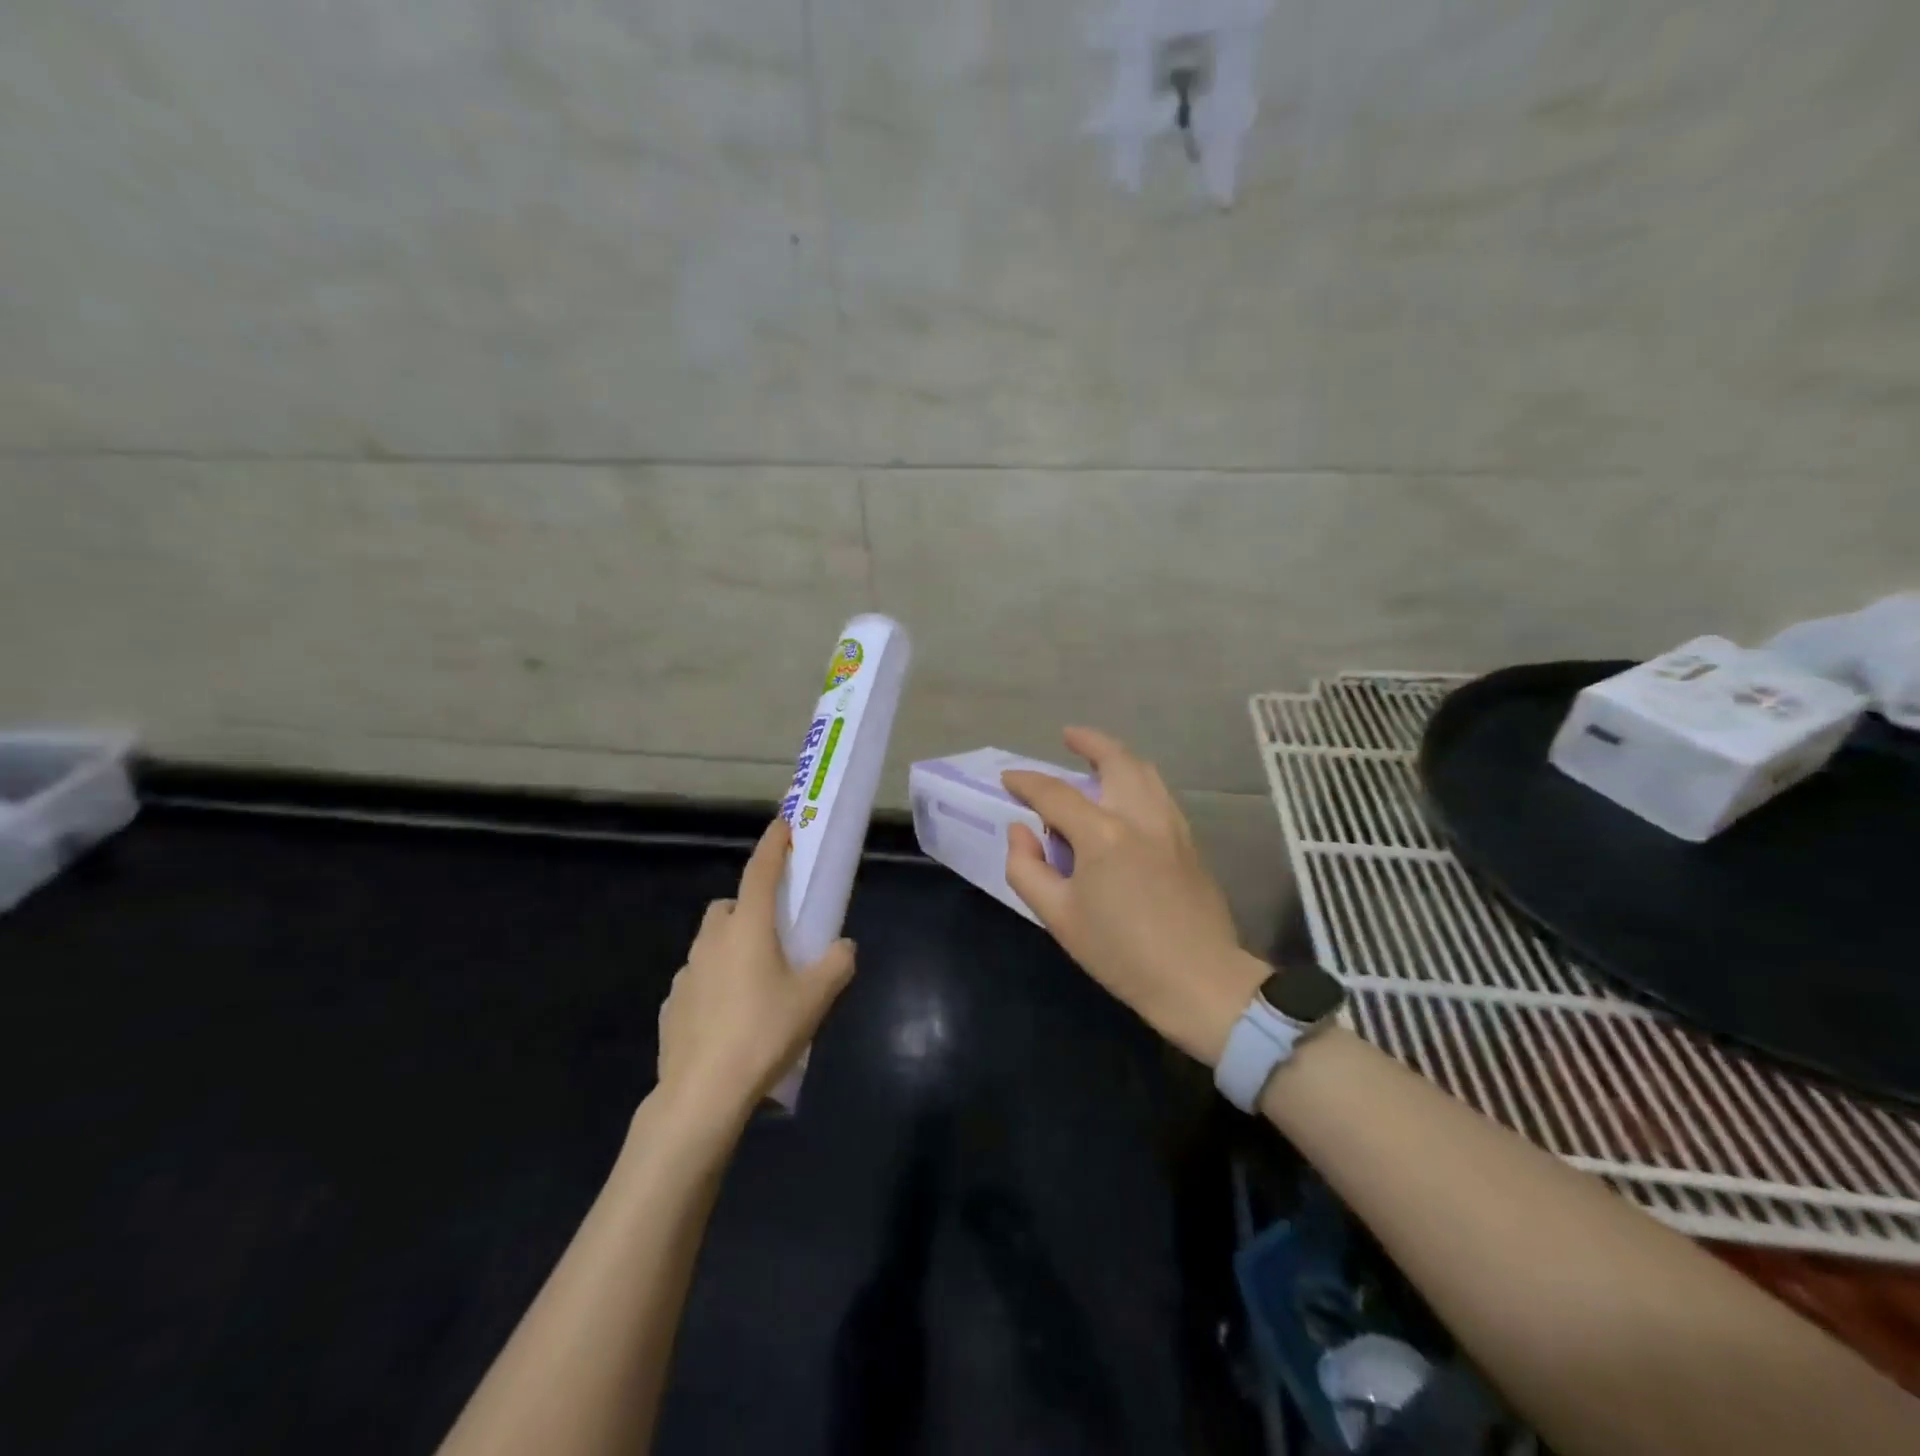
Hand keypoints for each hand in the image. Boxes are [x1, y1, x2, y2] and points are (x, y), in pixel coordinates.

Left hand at [655, 819, 856, 1125]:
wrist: (702, 1093)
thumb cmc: (764, 1033)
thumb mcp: (815, 998)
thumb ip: (837, 964)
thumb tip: (844, 947)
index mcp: (748, 928)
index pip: (760, 871)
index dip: (773, 845)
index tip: (782, 825)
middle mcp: (712, 940)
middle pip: (730, 906)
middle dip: (749, 909)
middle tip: (775, 936)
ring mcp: (686, 973)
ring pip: (711, 944)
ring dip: (731, 948)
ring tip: (755, 985)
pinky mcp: (672, 1005)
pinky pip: (698, 980)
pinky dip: (714, 984)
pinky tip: (730, 1019)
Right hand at [1002, 727, 1265, 1066]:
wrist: (1199, 981)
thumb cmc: (1121, 953)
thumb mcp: (1058, 917)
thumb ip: (1027, 867)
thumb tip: (1020, 830)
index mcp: (1103, 834)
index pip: (1056, 793)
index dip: (1027, 782)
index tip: (1008, 780)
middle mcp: (1141, 816)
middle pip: (1116, 761)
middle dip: (1089, 742)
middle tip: (1068, 736)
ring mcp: (1172, 826)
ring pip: (1145, 772)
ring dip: (1118, 757)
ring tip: (1097, 760)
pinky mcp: (1190, 841)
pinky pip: (1159, 794)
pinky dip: (1138, 779)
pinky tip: (1127, 797)